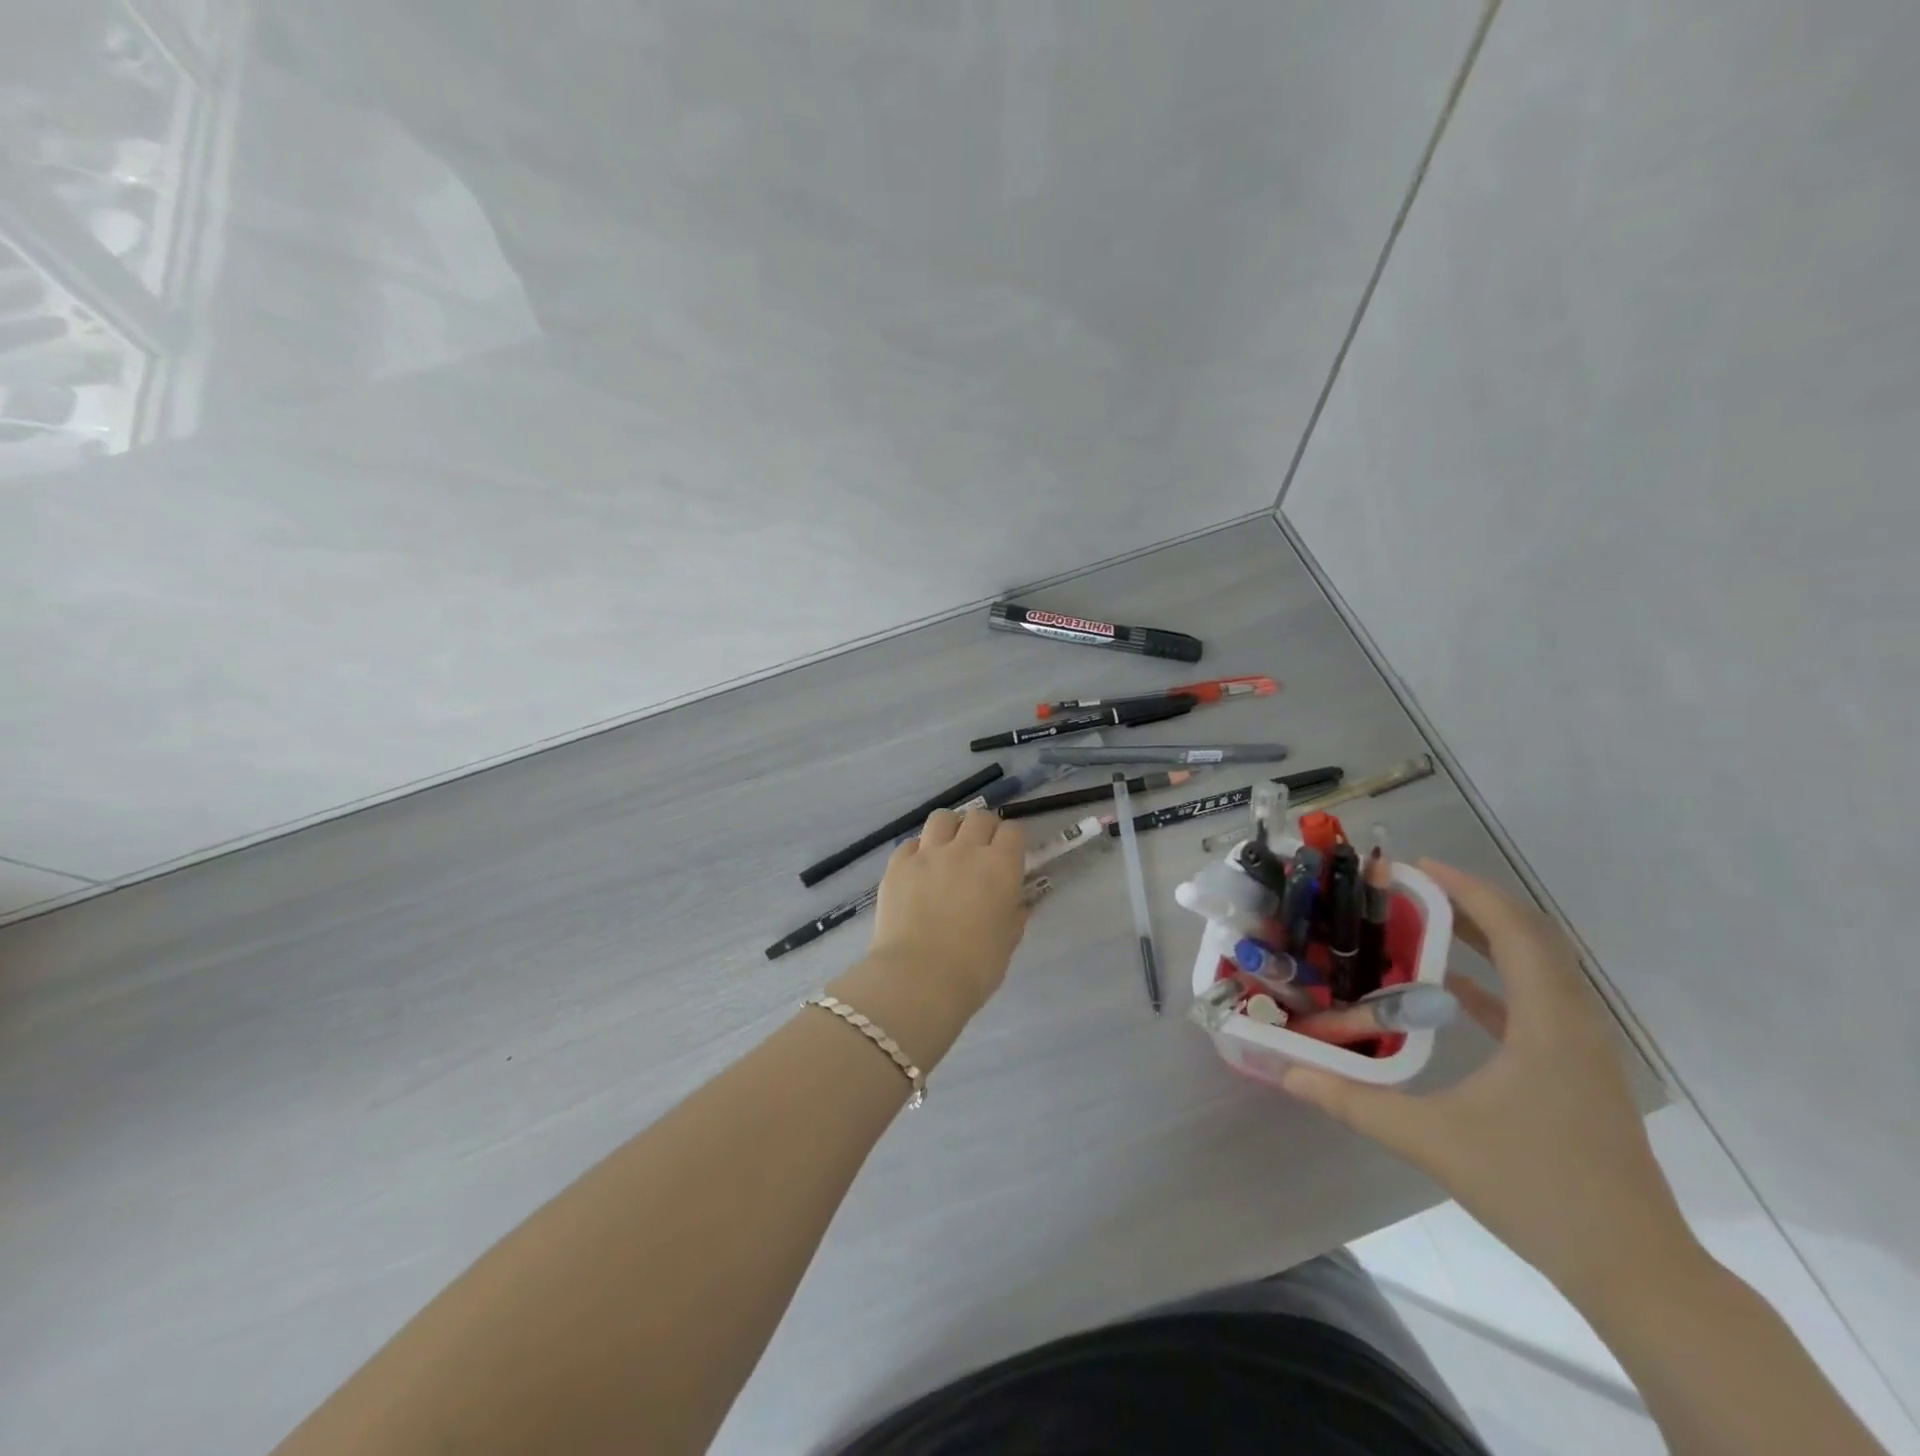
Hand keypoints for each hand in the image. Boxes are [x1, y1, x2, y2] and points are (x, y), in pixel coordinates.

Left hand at [865, 808, 1029, 1017]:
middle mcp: (966, 850)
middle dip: (983, 829)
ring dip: (950, 829)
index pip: (1013, 831)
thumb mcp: (1007, 943)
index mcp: (1000, 867)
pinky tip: (919, 869)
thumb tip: (1018, 905)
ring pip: (942, 818)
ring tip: (948, 849)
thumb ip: (1014, 916)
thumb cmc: (974, 968)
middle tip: (980, 850)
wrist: (918, 979)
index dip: (1012, 840)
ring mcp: (928, 853)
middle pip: (979, 817)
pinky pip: (910, 843)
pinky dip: (918, 851)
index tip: (1010, 855)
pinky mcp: (898, 865)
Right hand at [1281, 859, 1698, 1302]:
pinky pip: (1535, 1002)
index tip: (1418, 868)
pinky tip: (1451, 990)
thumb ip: (1355, 1102)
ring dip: (1486, 938)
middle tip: (1411, 889)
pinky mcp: (1577, 1072)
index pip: (1515, 931)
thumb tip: (1287, 1073)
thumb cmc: (1538, 1191)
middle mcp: (1574, 1024)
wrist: (1636, 1270)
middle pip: (1530, 938)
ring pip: (1537, 969)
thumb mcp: (1433, 1141)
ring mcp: (1581, 1050)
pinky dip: (1494, 981)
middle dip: (1472, 904)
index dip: (1469, 891)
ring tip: (1424, 923)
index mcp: (1549, 1025)